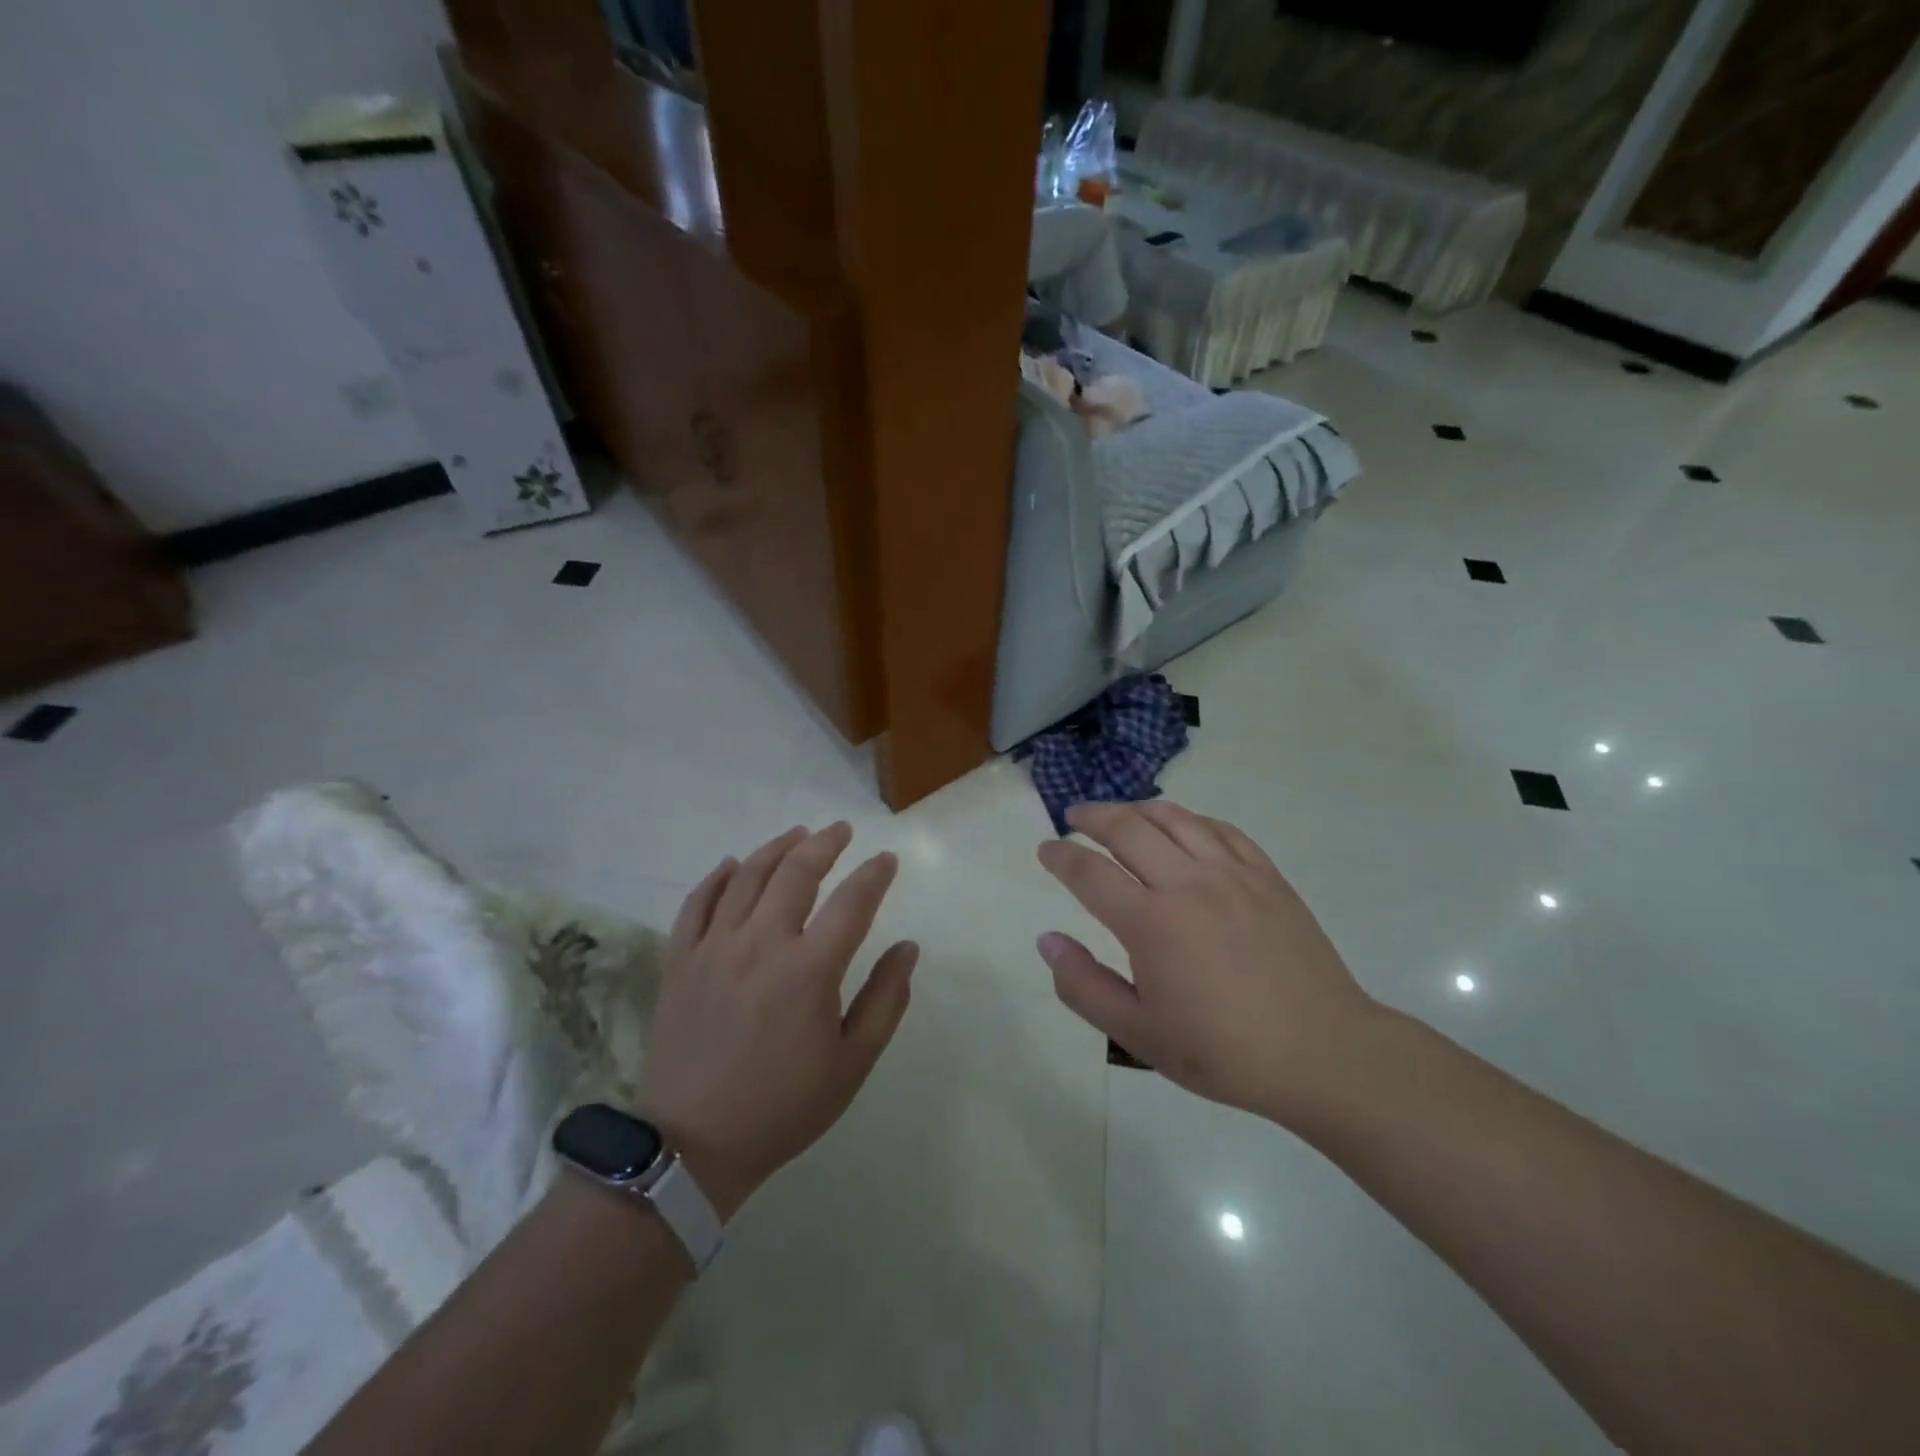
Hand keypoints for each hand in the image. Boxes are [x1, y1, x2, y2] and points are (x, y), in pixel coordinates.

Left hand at [635, 823, 916, 1219]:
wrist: (692, 1146)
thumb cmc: (783, 1107)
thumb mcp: (851, 1063)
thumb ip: (885, 1000)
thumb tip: (908, 948)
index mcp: (808, 970)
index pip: (852, 902)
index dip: (874, 875)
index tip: (886, 860)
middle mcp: (761, 944)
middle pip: (796, 873)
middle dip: (824, 844)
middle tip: (841, 830)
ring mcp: (714, 948)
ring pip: (747, 877)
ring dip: (776, 848)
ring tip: (797, 834)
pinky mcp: (680, 961)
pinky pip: (697, 903)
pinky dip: (718, 877)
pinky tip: (733, 864)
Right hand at [1036, 801, 1380, 1128]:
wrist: (1322, 1053)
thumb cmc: (1223, 1051)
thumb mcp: (1139, 1034)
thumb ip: (1083, 986)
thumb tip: (1047, 940)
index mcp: (1151, 923)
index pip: (1089, 872)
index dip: (1060, 855)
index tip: (1045, 849)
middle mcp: (1187, 884)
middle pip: (1127, 828)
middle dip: (1092, 817)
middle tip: (1073, 817)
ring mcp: (1232, 874)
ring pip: (1174, 818)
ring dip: (1137, 809)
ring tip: (1120, 814)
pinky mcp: (1266, 876)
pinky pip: (1220, 829)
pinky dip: (1189, 819)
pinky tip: (1182, 827)